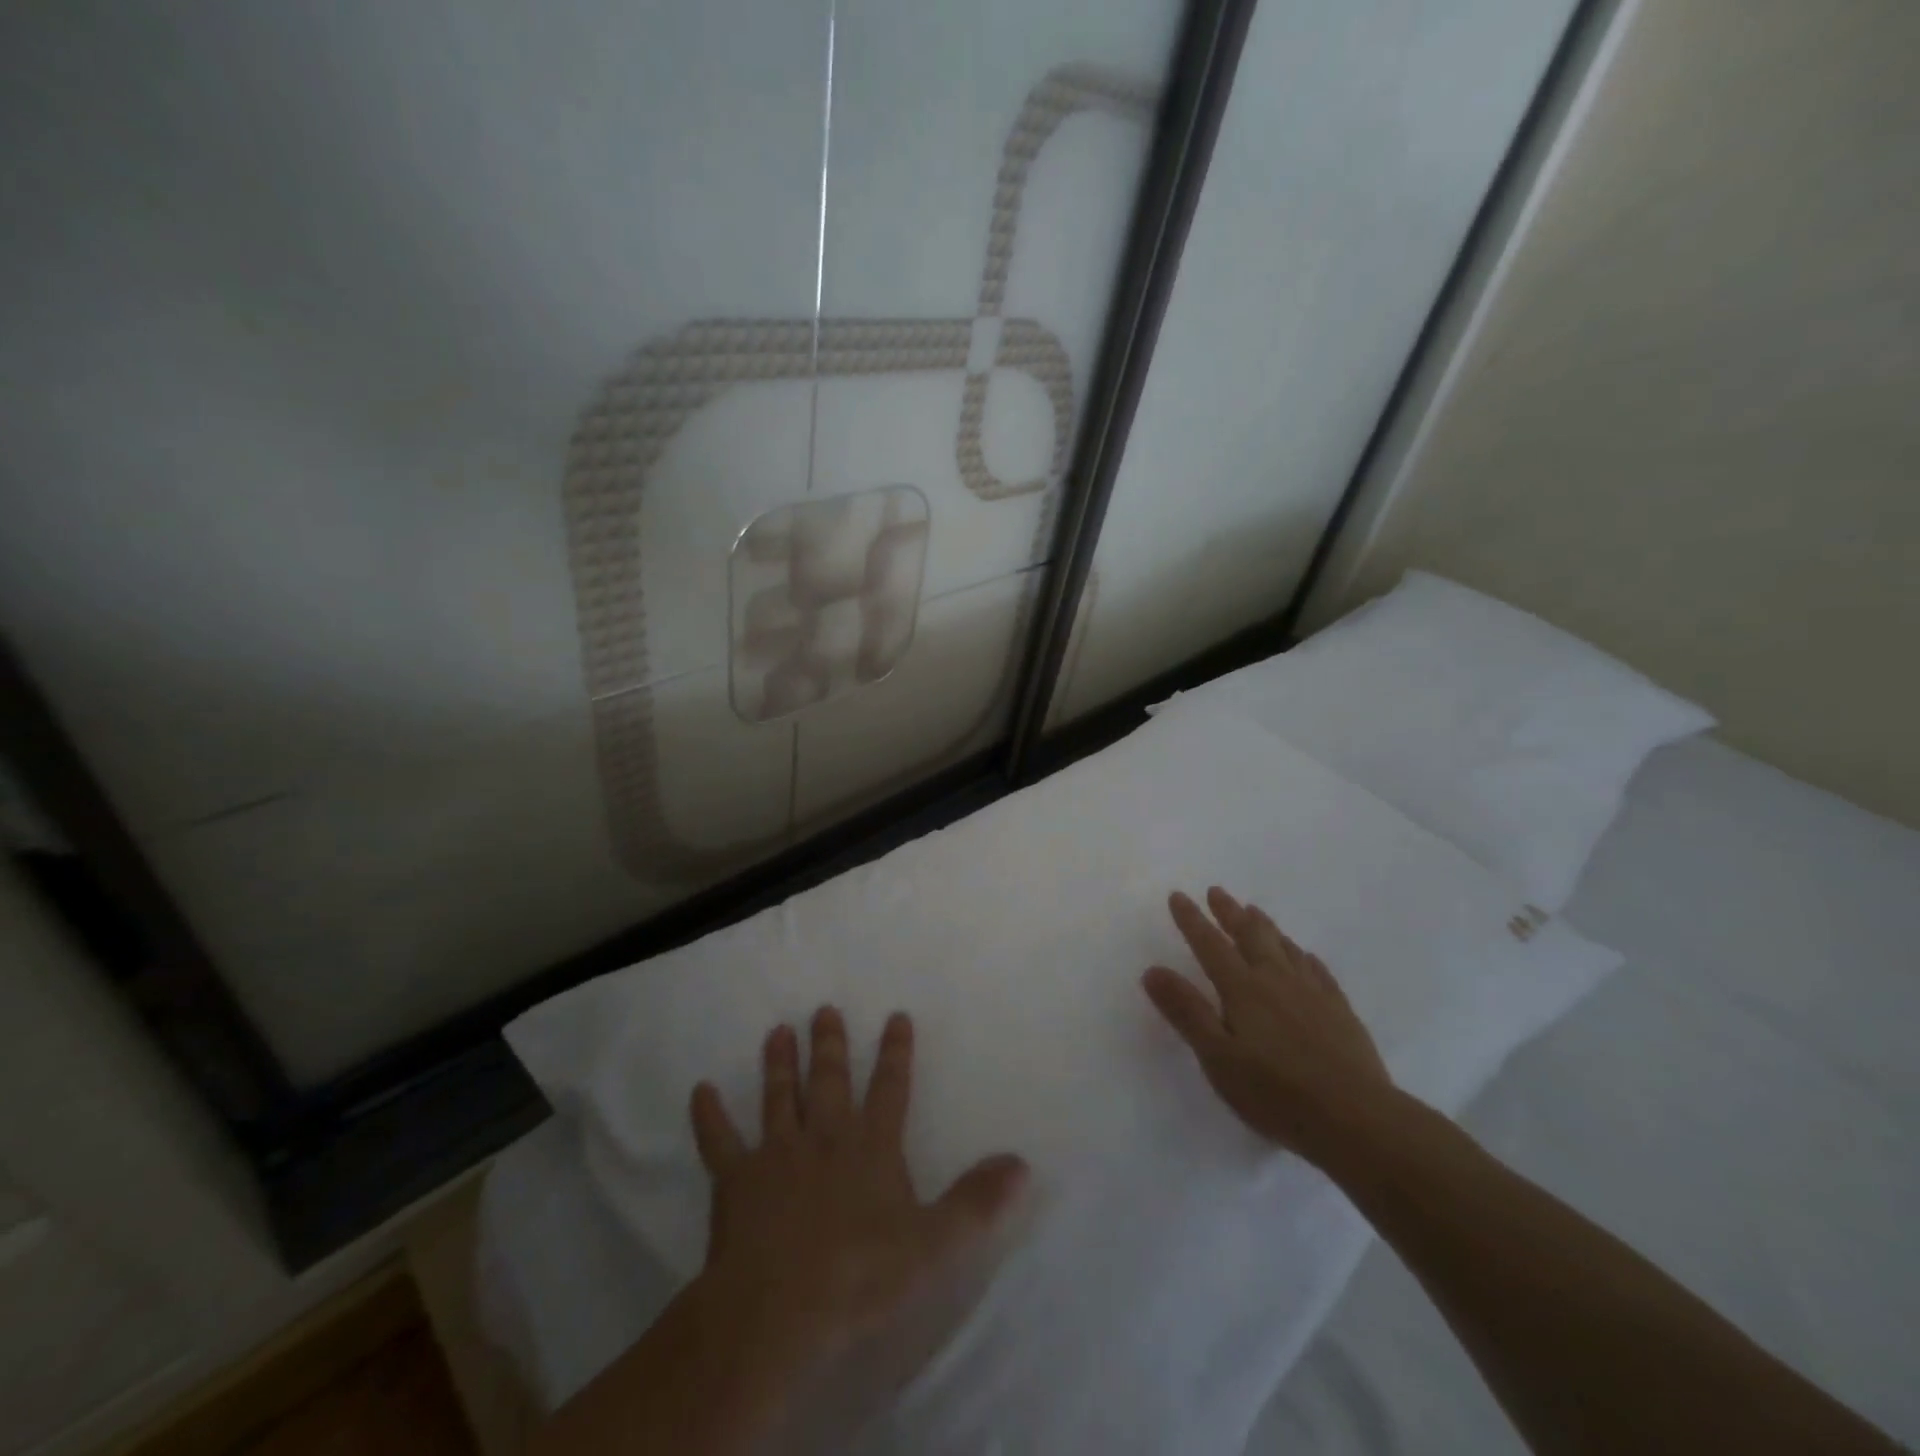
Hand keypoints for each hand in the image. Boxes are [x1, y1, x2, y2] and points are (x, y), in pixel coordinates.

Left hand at [687, 1007, 1028, 1395]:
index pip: (891, 1088)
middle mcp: (826, 1138)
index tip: (896, 1016)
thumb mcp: (934, 1244)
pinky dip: (709, 1115)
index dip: (896, 1052)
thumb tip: (1022, 1161)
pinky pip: (719, 1140)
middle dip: (831, 1044)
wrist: (778, 1310)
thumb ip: (977, 1200)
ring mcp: (777, 1154)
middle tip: (824, 1008)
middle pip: (830, 1080)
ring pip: (779, 1097)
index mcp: (872, 1147)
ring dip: (779, 1064)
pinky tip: (699, 1090)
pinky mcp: (736, 1180)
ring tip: (777, 1030)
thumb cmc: (860, 1276)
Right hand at [1143, 887, 1392, 1163]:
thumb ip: (1186, 1012)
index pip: (1210, 945)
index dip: (1191, 920)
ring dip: (1264, 926)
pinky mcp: (1340, 1011)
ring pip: (1284, 946)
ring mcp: (1312, 993)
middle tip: (1217, 892)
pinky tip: (1304, 956)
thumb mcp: (1218, 1057)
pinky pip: (1317, 969)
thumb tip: (1152, 970)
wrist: (1357, 1119)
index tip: (1178, 896)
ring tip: (1254, 911)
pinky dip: (1302, 955)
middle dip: (1230, 912)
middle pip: (1249, 935)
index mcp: (1243, 989)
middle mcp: (1276, 980)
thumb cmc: (1276, 1092)